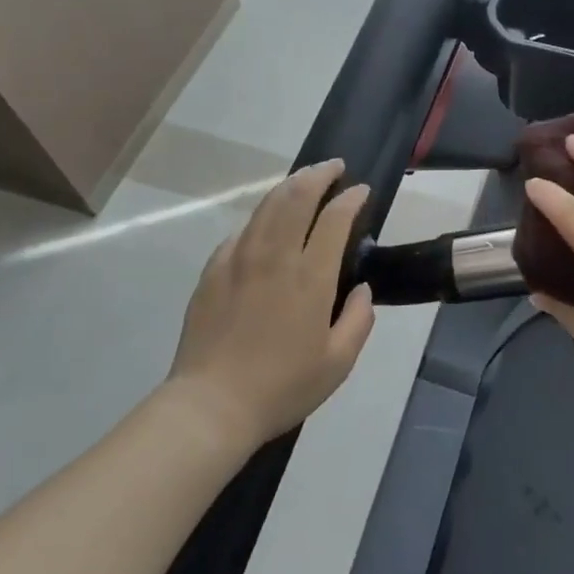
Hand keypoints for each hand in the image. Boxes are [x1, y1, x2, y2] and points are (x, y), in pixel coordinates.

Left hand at [170, 160, 374, 447]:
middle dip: (319, 174)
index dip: (351, 198)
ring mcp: (239, 260)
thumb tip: (361, 288)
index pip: (334, 219)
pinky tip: (266, 223)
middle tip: (334, 167)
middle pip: (296, 197)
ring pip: (266, 206)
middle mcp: (275, 257)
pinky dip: (261, 217)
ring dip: (289, 186)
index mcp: (310, 277)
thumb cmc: (282, 386)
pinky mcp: (213, 271)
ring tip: (304, 180)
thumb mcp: (338, 363)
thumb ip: (359, 319)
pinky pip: (241, 231)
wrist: (211, 406)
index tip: (361, 190)